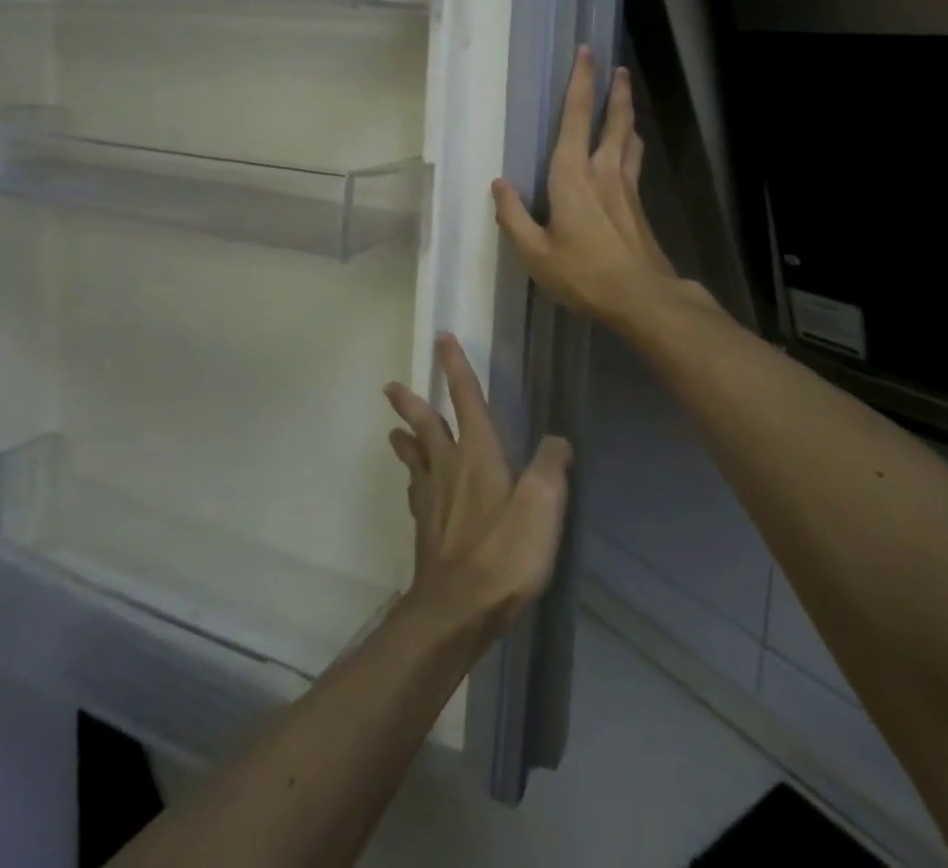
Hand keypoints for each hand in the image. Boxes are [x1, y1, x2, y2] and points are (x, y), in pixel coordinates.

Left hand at [383, 334, 571, 647]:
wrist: (457, 610)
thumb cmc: (503, 552)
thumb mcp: (542, 504)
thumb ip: (551, 465)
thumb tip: (557, 439)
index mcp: (478, 453)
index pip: (466, 398)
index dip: (456, 366)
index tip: (441, 338)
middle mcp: (449, 467)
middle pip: (426, 425)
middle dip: (411, 403)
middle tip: (390, 387)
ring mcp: (432, 498)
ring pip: (414, 458)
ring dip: (404, 440)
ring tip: (394, 432)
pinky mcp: (426, 529)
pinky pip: (416, 492)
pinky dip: (413, 480)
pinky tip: (415, 488)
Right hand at [491, 46, 692, 333]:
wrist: (642, 297)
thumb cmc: (583, 274)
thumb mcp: (535, 252)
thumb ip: (513, 216)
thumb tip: (498, 183)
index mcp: (573, 175)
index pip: (576, 116)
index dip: (581, 82)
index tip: (586, 52)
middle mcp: (603, 170)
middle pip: (613, 119)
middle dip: (615, 90)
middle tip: (617, 67)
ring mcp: (626, 186)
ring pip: (629, 137)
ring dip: (627, 114)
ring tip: (627, 97)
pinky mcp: (639, 204)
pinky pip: (634, 161)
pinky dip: (632, 144)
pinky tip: (631, 149)